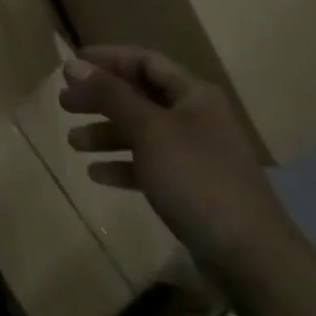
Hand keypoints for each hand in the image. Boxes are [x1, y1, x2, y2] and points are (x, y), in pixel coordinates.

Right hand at [60, 45, 305, 278]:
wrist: (251, 257)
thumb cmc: (198, 179)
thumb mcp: (149, 130)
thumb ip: (111, 95)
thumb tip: (73, 64)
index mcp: (193, 94)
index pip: (144, 61)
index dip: (107, 58)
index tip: (71, 66)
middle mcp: (195, 117)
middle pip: (139, 96)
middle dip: (101, 98)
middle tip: (64, 104)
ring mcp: (195, 154)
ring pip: (142, 132)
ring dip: (107, 133)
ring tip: (73, 142)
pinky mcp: (191, 188)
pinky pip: (149, 166)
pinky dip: (123, 166)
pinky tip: (96, 174)